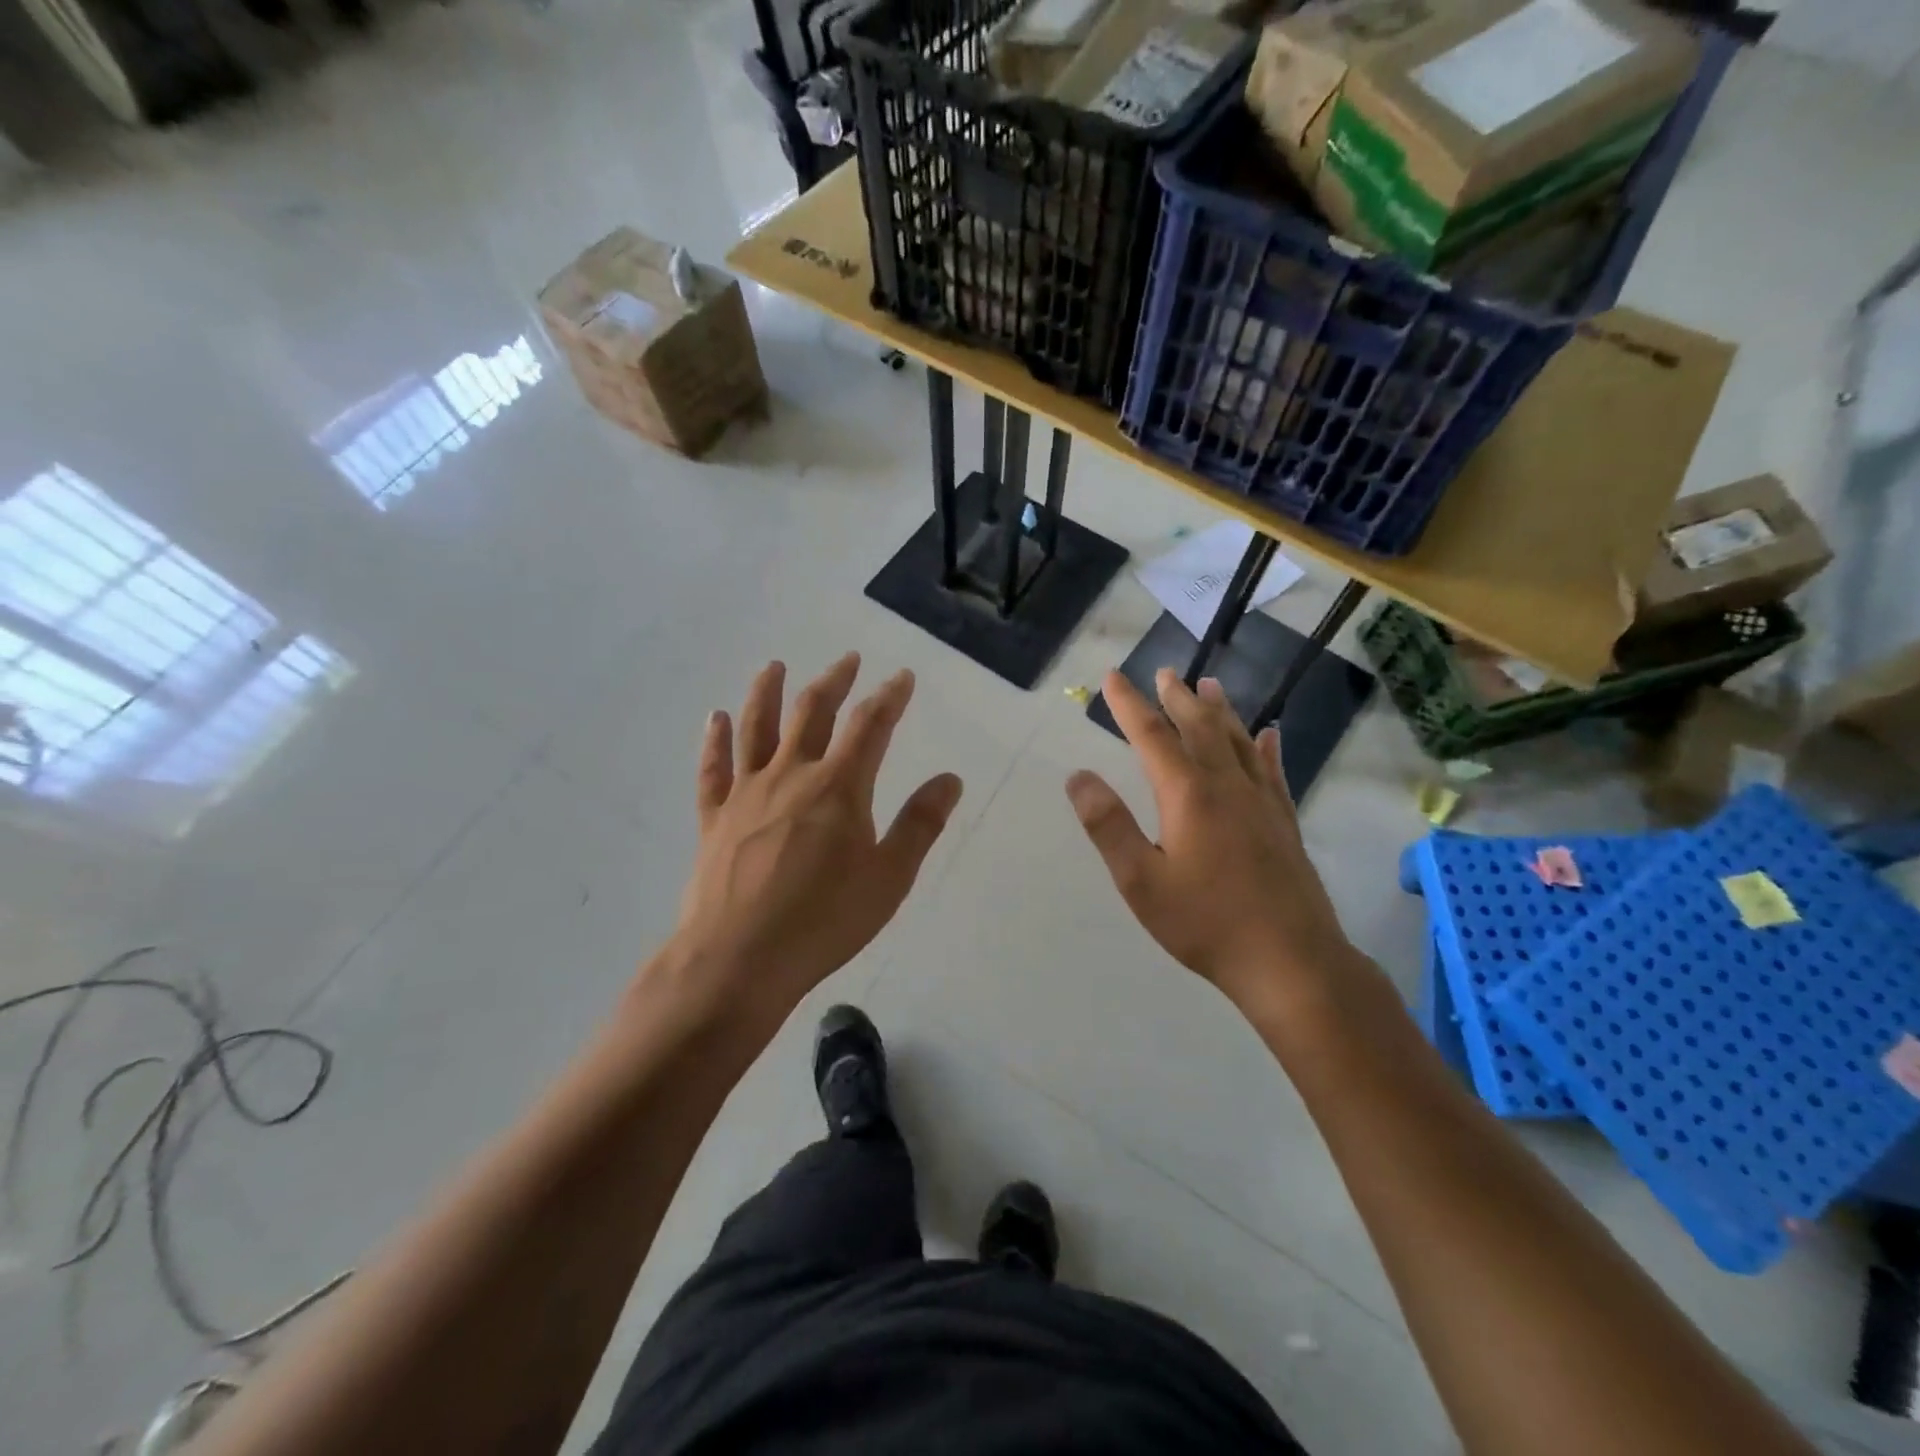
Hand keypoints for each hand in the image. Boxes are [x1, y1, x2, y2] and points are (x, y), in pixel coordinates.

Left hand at [658, 653, 962, 1030]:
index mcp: (838, 787)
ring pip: (757, 728)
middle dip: (834, 681)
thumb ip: (919, 824)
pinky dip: (715, 740)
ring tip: (774, 666)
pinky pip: (713, 769)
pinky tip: (717, 718)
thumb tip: (949, 779)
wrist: (738, 959)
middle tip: (847, 660)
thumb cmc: (823, 921)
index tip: (902, 677)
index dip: (889, 697)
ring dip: (767, 692)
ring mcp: (746, 793)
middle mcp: (791, 775)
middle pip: (812, 713)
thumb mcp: (889, 877)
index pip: (870, 726)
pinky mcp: (714, 818)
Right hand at [1066, 668, 1354, 1016]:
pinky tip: (1270, 735)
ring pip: (1238, 741)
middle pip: (1199, 727)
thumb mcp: (1140, 881)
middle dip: (1177, 698)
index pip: (1151, 736)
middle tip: (1164, 672)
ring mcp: (1262, 801)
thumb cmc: (1205, 923)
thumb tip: (1078, 777)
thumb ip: (1108, 825)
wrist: (1290, 961)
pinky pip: (1274, 771)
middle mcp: (1227, 785)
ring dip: (1220, 711)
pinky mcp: (1284, 822)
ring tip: (1209, 685)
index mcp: (1188, 794)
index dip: (1129, 704)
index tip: (1113, 677)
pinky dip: (1267, 748)